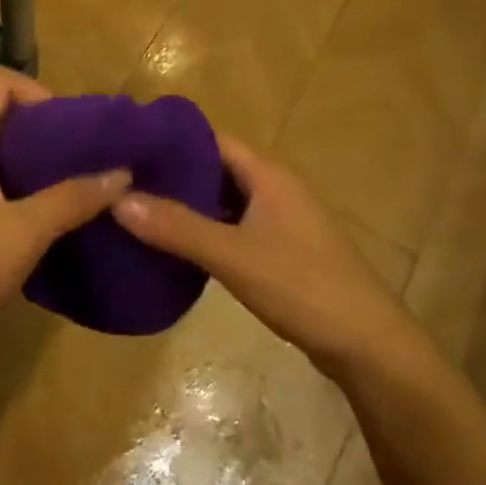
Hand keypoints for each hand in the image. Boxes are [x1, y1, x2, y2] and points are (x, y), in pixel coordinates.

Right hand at [111, 133, 408, 377]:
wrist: (367, 344)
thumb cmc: (303, 287)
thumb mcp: (234, 256)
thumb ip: (177, 227)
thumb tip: (118, 199)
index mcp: (268, 175)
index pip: (212, 140)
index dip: (172, 141)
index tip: (128, 147)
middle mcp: (275, 188)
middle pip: (216, 169)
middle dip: (174, 174)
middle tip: (123, 182)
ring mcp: (281, 221)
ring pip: (225, 200)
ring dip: (189, 205)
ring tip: (139, 210)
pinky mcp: (283, 251)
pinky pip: (235, 227)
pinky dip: (206, 230)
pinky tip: (177, 246)